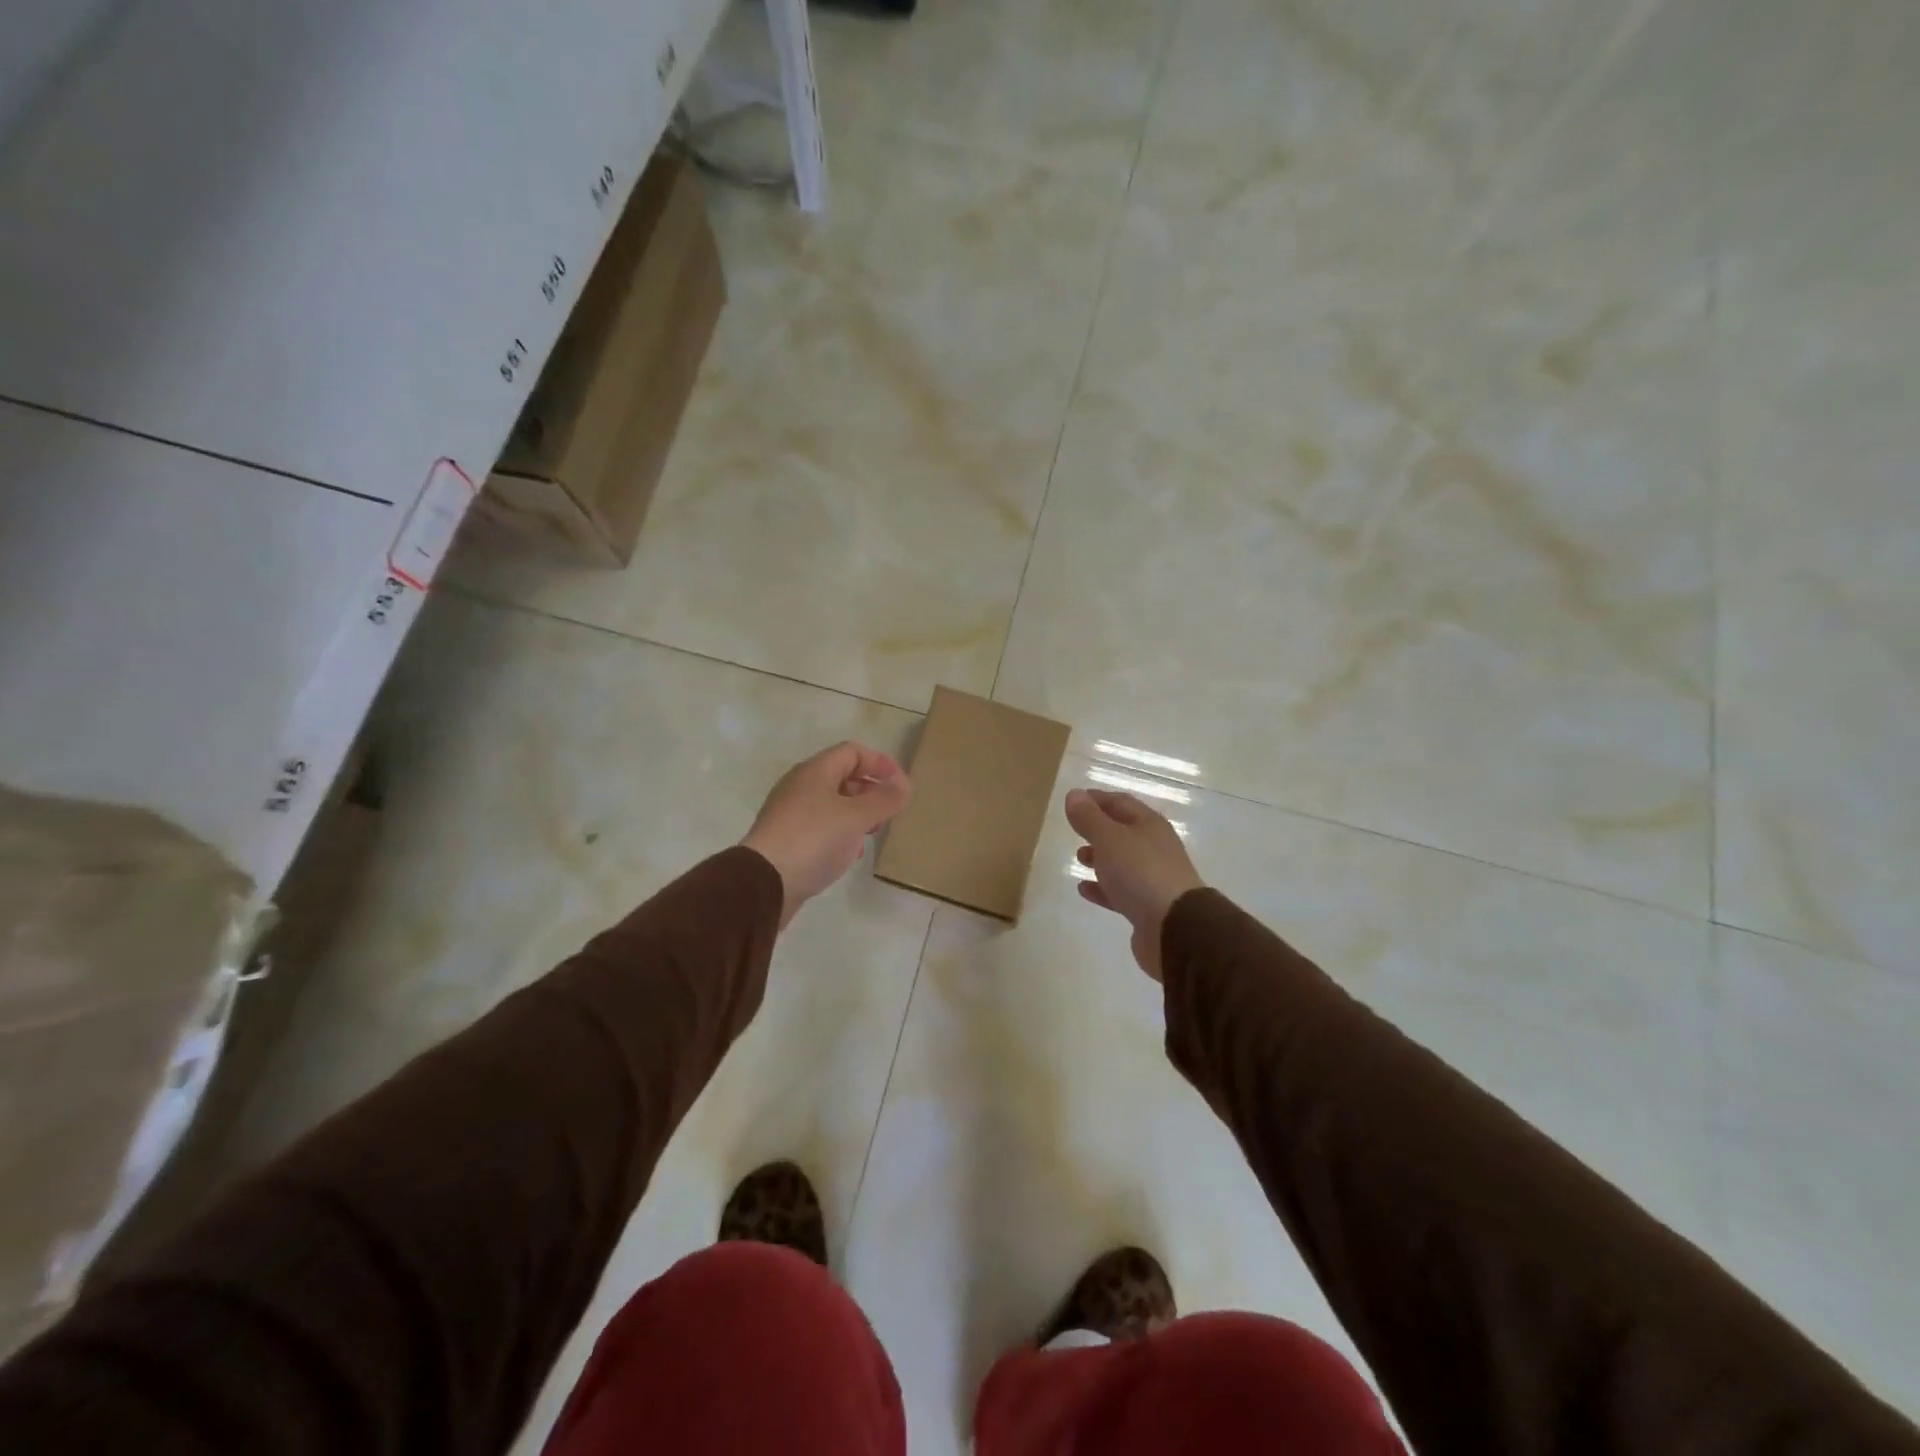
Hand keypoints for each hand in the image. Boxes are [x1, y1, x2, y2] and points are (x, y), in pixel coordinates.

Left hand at [743, 742, 911, 928]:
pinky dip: (841, 832)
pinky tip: (850, 853)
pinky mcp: (786, 839)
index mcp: (814, 771)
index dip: (880, 763)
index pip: (852, 752)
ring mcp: (790, 813)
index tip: (901, 785)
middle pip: (841, 776)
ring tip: (873, 831)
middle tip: (889, 810)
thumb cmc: (814, 840)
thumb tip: (904, 784)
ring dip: (857, 813)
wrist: (763, 884)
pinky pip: (820, 826)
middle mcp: (799, 786)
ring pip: (831, 803)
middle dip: (870, 789)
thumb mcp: (856, 817)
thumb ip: (884, 799)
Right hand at [1065, 788, 1204, 981]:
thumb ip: (1089, 818)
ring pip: (1122, 862)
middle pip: (1123, 831)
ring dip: (1100, 857)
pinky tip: (1084, 889)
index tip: (1074, 799)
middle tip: (1074, 829)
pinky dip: (1102, 887)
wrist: (1175, 928)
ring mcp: (1153, 878)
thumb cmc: (1140, 873)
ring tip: (1079, 858)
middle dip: (1098, 829)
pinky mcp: (1147, 907)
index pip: (1121, 802)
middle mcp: (1154, 848)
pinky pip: (1120, 891)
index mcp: (1149, 825)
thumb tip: (1074, 794)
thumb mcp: (1109, 838)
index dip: (1097, 799)